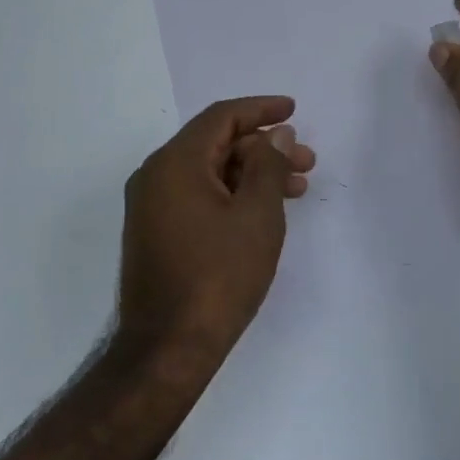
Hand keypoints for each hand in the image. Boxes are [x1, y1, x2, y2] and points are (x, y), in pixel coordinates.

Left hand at [117, 96, 316, 355]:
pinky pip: (199, 195)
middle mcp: (156, 176)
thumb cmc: (218, 277)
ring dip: (253, 174)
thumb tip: (276, 133)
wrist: (167, 350)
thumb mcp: (257, 216)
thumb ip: (270, 166)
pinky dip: (233, 194)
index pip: (221, 118)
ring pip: (210, 172)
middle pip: (216, 144)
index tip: (293, 110)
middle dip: (265, 148)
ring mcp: (153, 206)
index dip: (261, 109)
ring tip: (297, 190)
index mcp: (175, 163)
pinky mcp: (157, 232)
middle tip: (307, 162)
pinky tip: (263, 211)